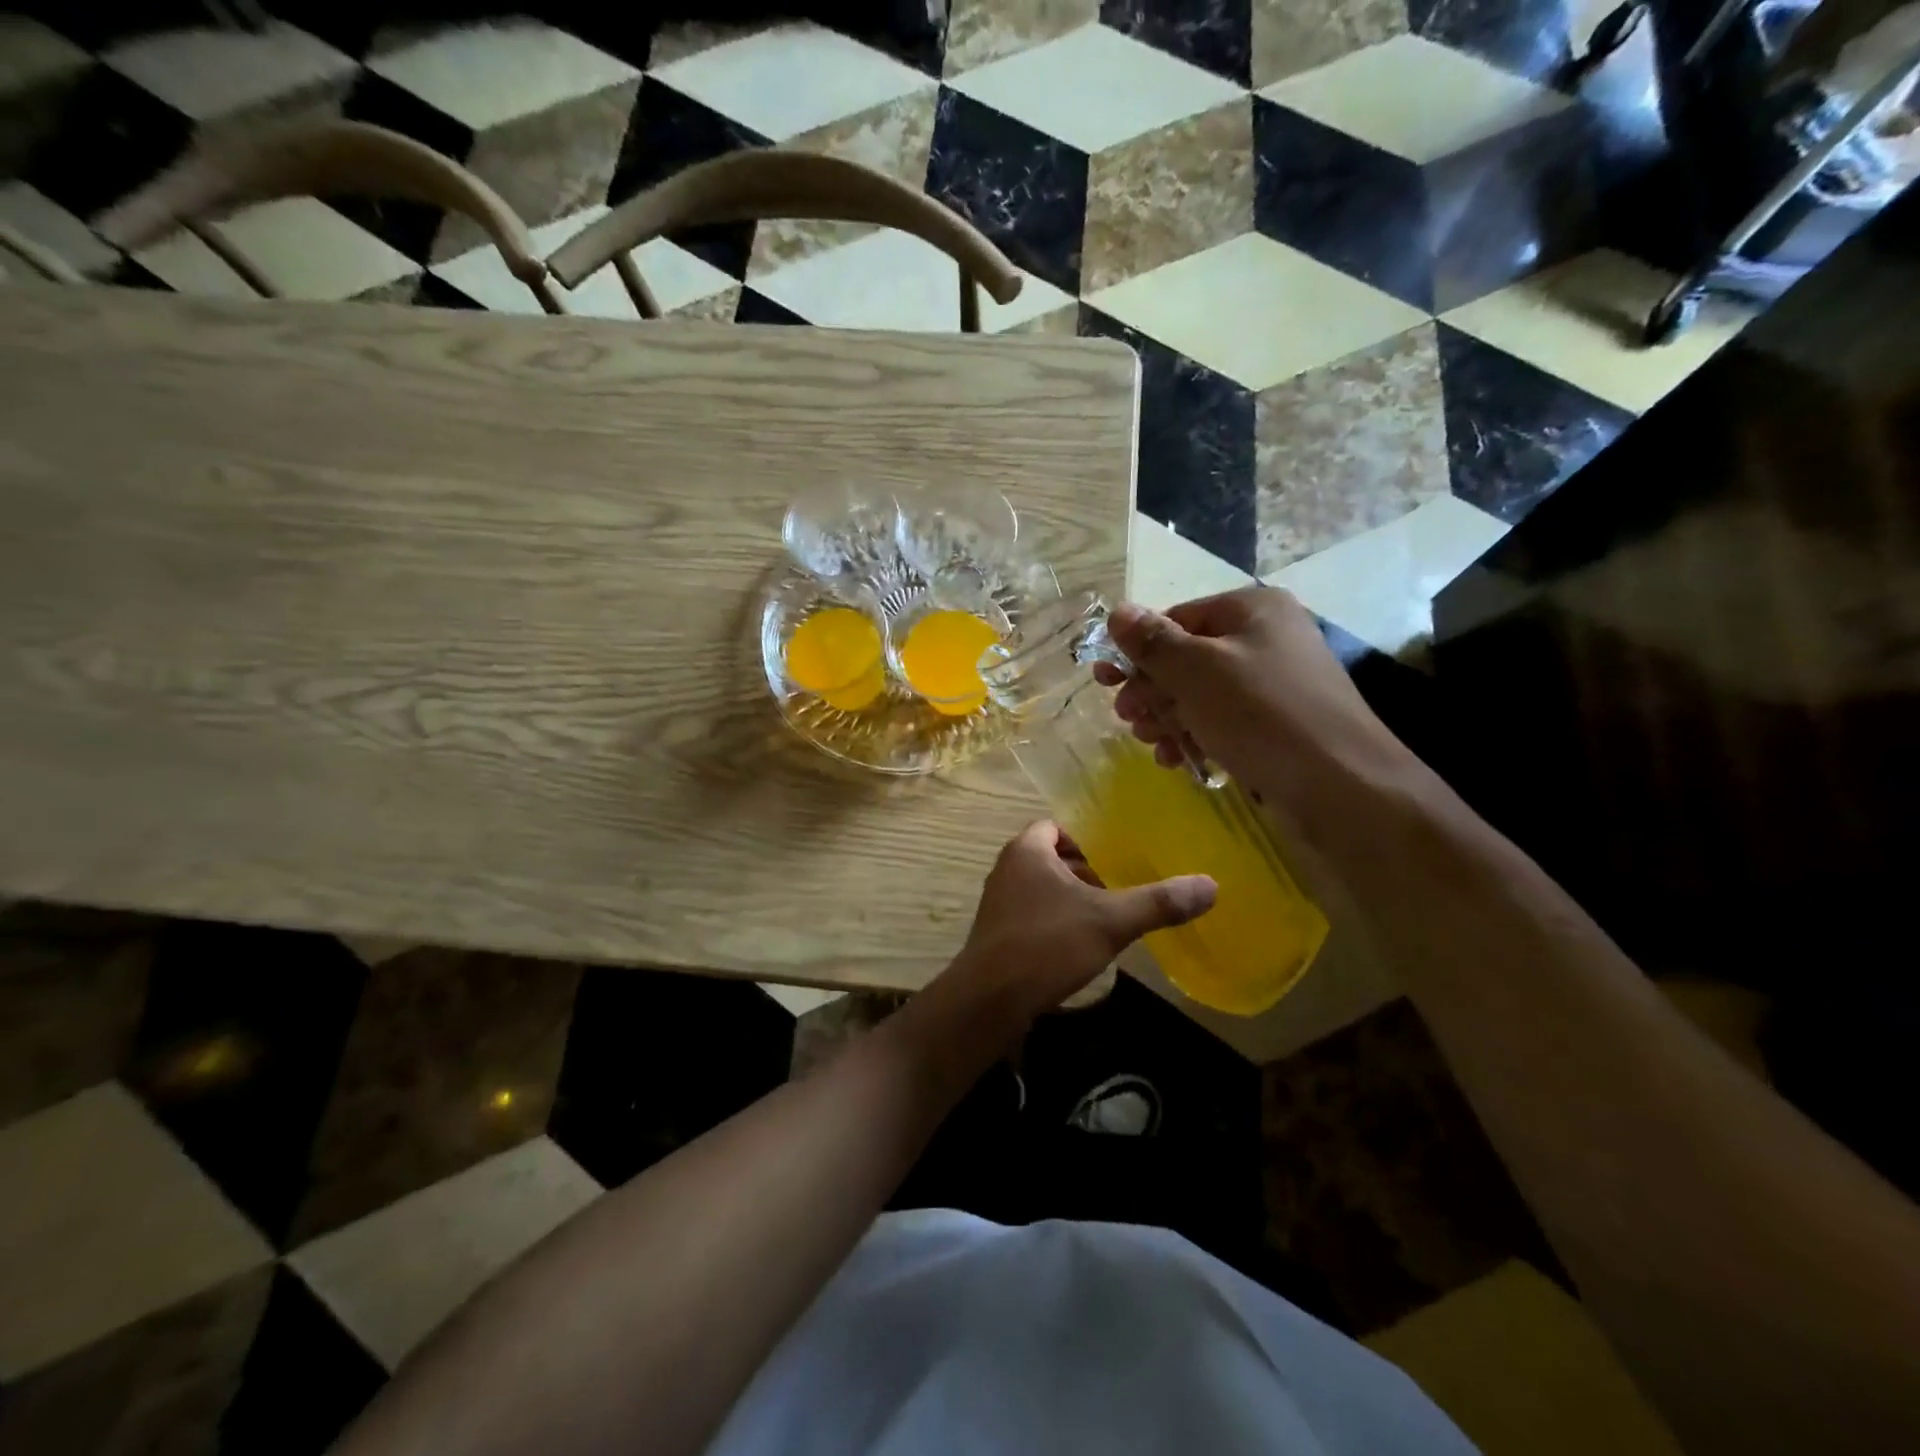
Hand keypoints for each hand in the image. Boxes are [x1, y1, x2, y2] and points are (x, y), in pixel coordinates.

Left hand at [946, 820, 1214, 1025]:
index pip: (1056, 827)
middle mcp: (1006, 869)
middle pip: (1050, 858)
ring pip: (1040, 889)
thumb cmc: (1047, 945)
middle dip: (1082, 872)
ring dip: (1068, 900)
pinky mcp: (996, 935)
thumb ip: (1158, 902)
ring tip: (1102, 921)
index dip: (1085, 840)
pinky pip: (1030, 916)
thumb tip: (1211, 885)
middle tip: (1115, 891)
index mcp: (1027, 851)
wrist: (990, 999)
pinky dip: (1053, 923)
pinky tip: (1076, 950)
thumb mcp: (1110, 921)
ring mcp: (997, 903)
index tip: (1113, 860)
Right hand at [1097, 587, 1419, 823]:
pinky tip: (1178, 759)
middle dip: (1151, 690)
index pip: (1175, 619)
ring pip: (1201, 694)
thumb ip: (1152, 641)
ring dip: (1168, 718)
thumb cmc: (1260, 714)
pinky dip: (1196, 736)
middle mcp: (1265, 638)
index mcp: (1250, 609)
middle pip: (1186, 658)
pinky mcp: (1277, 723)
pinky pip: (1223, 720)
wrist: (1340, 785)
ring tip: (1153, 743)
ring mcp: (1274, 683)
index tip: (1104, 682)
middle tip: (1129, 719)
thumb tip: (1118, 612)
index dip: (1136, 651)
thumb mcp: (1195, 671)